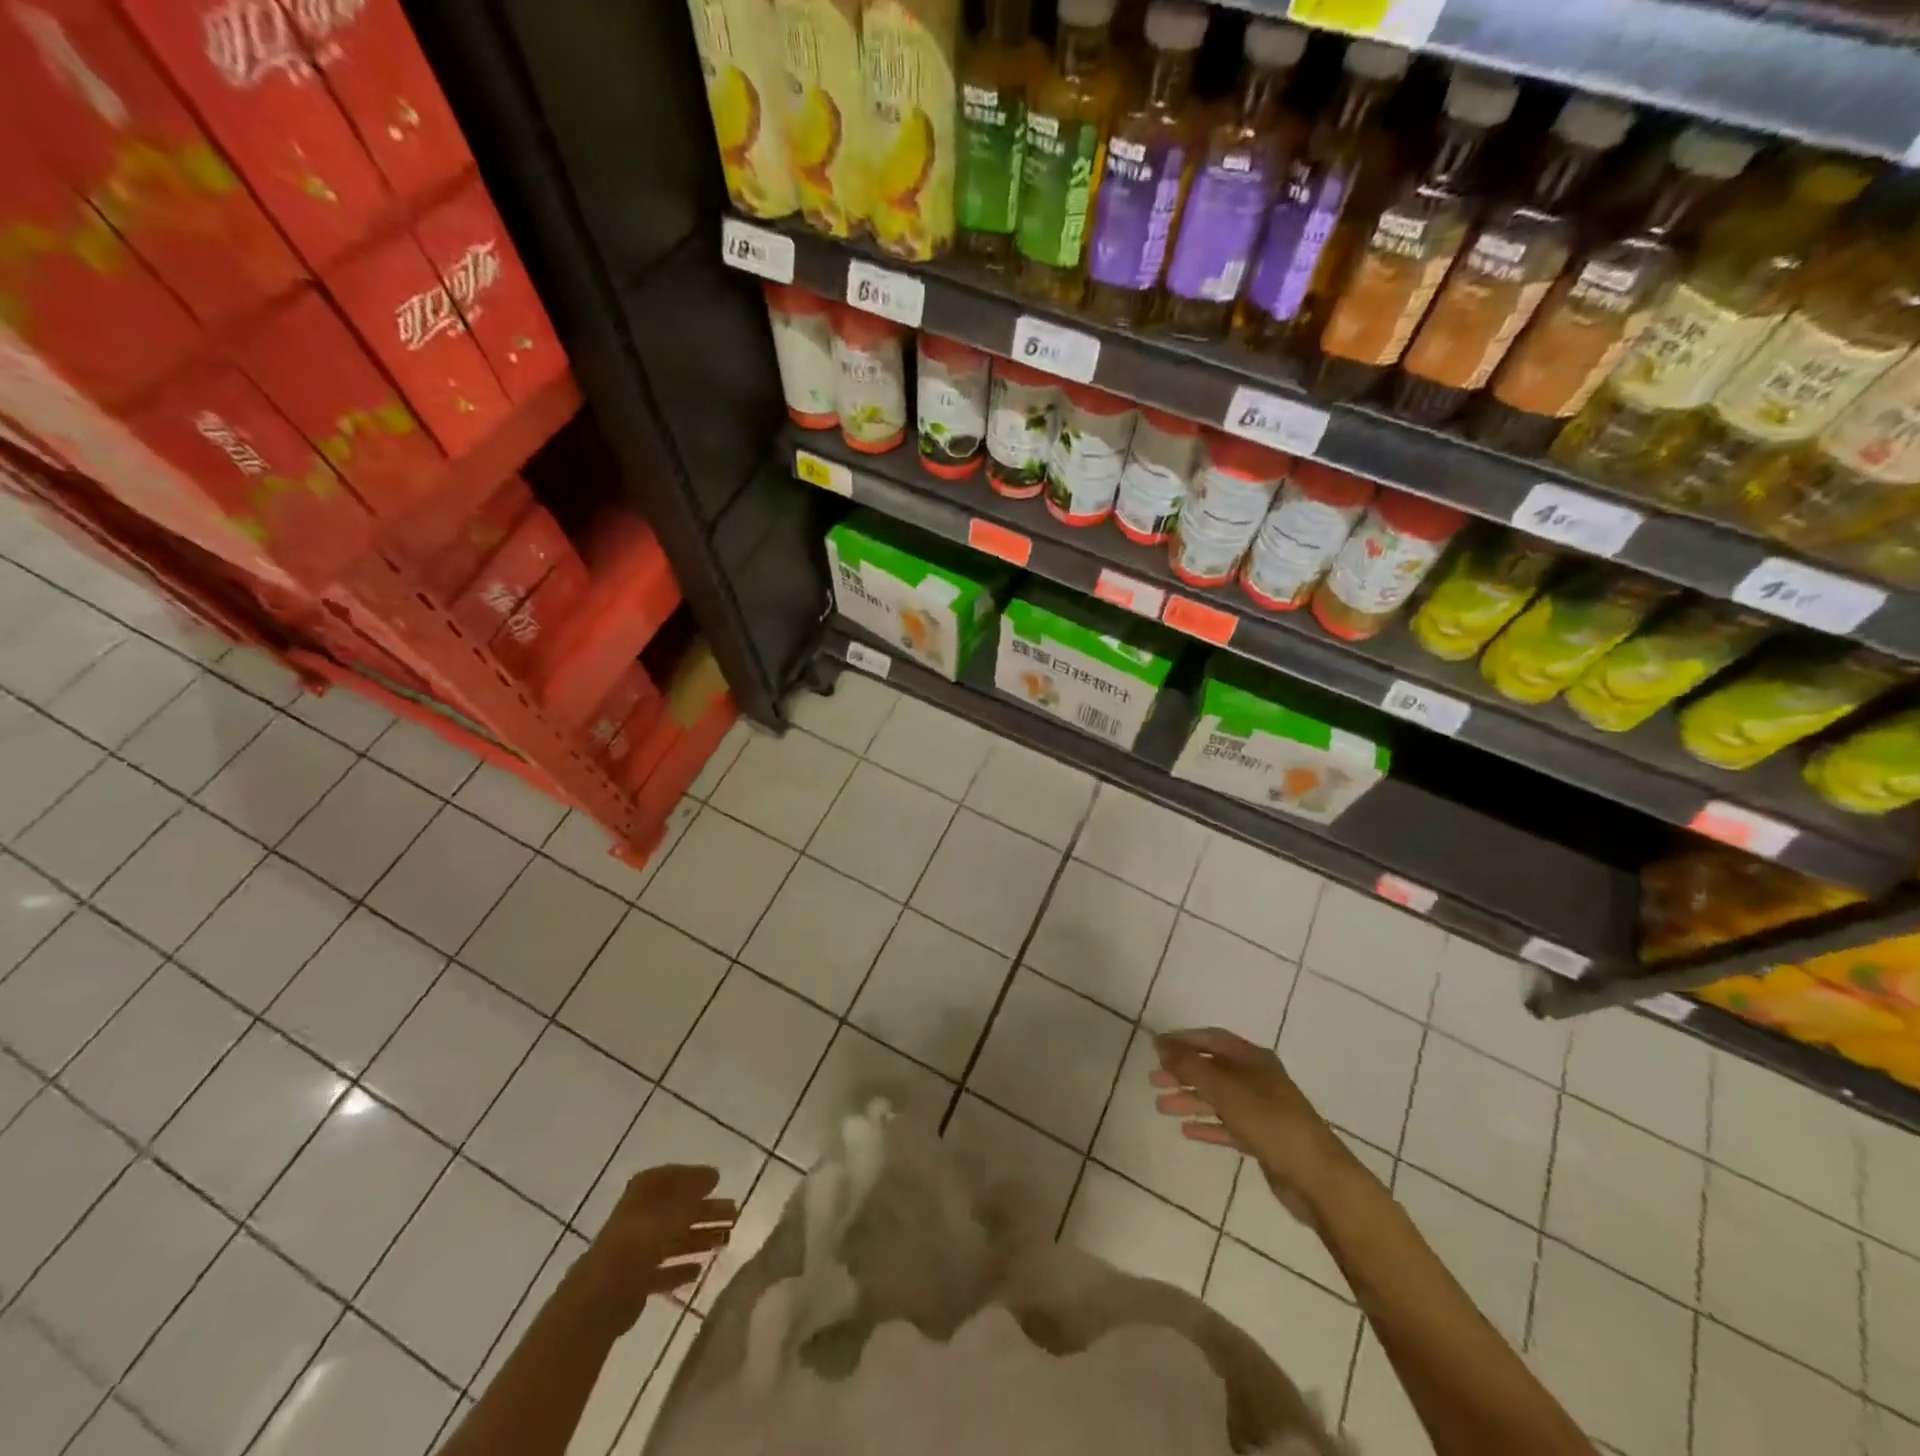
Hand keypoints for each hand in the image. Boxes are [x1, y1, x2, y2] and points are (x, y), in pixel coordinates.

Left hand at [575, 1164, 735, 1323]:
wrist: (602, 1296)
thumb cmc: (640, 1241)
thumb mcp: (673, 1208)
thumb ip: (694, 1192)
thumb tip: (713, 1174)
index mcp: (643, 1193)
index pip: (671, 1177)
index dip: (694, 1177)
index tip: (717, 1180)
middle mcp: (639, 1217)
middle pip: (678, 1210)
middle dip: (706, 1211)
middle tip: (734, 1214)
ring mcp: (636, 1250)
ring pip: (674, 1240)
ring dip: (699, 1238)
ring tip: (725, 1241)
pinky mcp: (635, 1281)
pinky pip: (664, 1270)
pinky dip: (680, 1268)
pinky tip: (699, 1270)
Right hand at [1150, 1028, 1348, 1213]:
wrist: (1318, 1178)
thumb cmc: (1269, 1122)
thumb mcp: (1225, 1089)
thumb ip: (1190, 1067)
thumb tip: (1161, 1045)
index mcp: (1253, 1059)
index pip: (1212, 1039)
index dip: (1183, 1040)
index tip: (1156, 1048)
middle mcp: (1258, 1079)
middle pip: (1213, 1068)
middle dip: (1183, 1072)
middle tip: (1154, 1080)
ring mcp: (1262, 1110)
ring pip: (1218, 1098)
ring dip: (1190, 1100)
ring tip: (1161, 1107)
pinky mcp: (1264, 1139)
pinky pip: (1228, 1126)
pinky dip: (1208, 1125)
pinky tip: (1187, 1131)